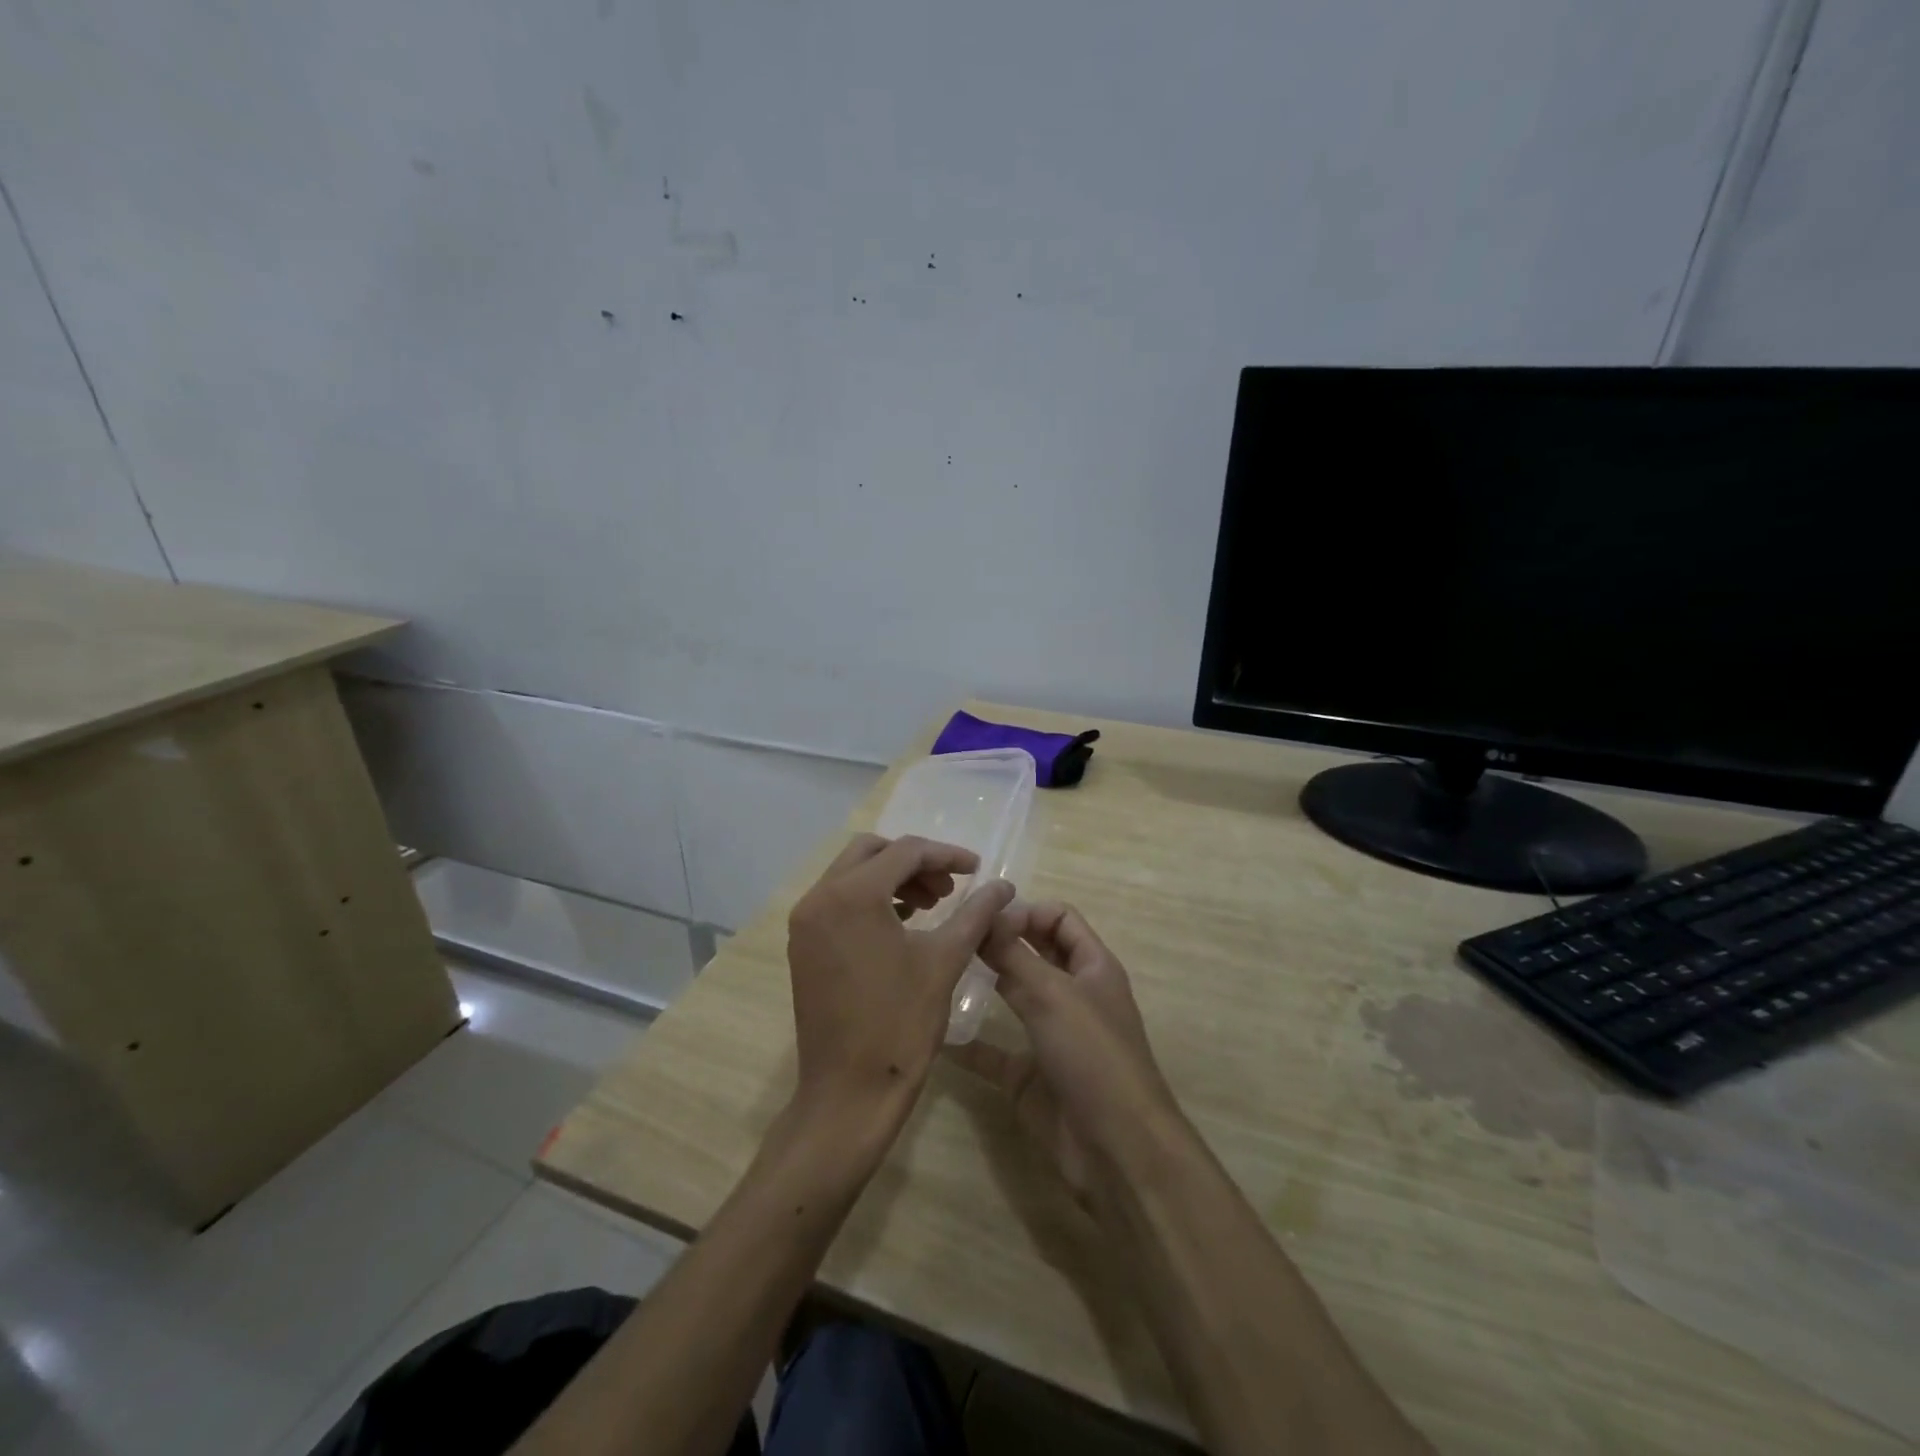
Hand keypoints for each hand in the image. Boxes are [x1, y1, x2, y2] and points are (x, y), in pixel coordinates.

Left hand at [786, 833, 1013, 1129]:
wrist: (848, 1094)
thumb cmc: (900, 1025)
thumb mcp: (945, 961)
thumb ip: (976, 913)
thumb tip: (1004, 886)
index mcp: (852, 895)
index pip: (905, 852)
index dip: (946, 855)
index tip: (978, 869)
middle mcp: (819, 898)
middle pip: (871, 852)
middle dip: (914, 862)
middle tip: (949, 888)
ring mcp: (805, 922)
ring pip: (852, 875)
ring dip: (892, 879)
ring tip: (931, 906)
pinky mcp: (803, 945)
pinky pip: (838, 902)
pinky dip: (870, 900)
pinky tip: (902, 924)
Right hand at [953, 902, 1179, 1208]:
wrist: (1115, 1148)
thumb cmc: (1093, 1054)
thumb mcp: (1053, 994)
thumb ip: (1014, 955)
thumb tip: (983, 916)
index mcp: (1092, 967)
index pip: (1060, 919)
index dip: (1027, 912)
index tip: (987, 919)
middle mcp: (1072, 995)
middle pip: (1034, 954)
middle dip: (1000, 942)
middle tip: (953, 935)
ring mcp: (1050, 1036)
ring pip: (1012, 998)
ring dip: (982, 984)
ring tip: (940, 970)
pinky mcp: (1028, 1076)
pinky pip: (992, 1051)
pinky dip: (967, 1042)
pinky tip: (934, 1030)